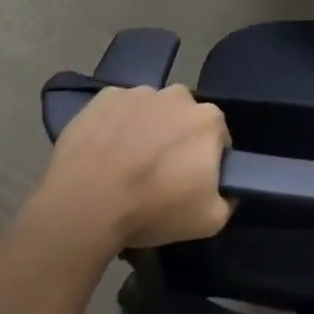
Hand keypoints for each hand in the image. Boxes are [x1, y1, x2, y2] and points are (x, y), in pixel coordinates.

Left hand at [25, 85, 233, 257]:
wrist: (86, 203)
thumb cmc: (153, 208)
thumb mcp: (209, 221)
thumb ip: (228, 200)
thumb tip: (226, 190)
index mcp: (208, 119)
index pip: (217, 137)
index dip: (206, 160)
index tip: (190, 181)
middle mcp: (178, 95)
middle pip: (183, 118)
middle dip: (176, 139)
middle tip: (158, 173)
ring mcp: (138, 92)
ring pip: (150, 111)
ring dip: (145, 129)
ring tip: (126, 164)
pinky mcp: (104, 97)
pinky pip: (118, 110)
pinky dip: (115, 125)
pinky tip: (103, 152)